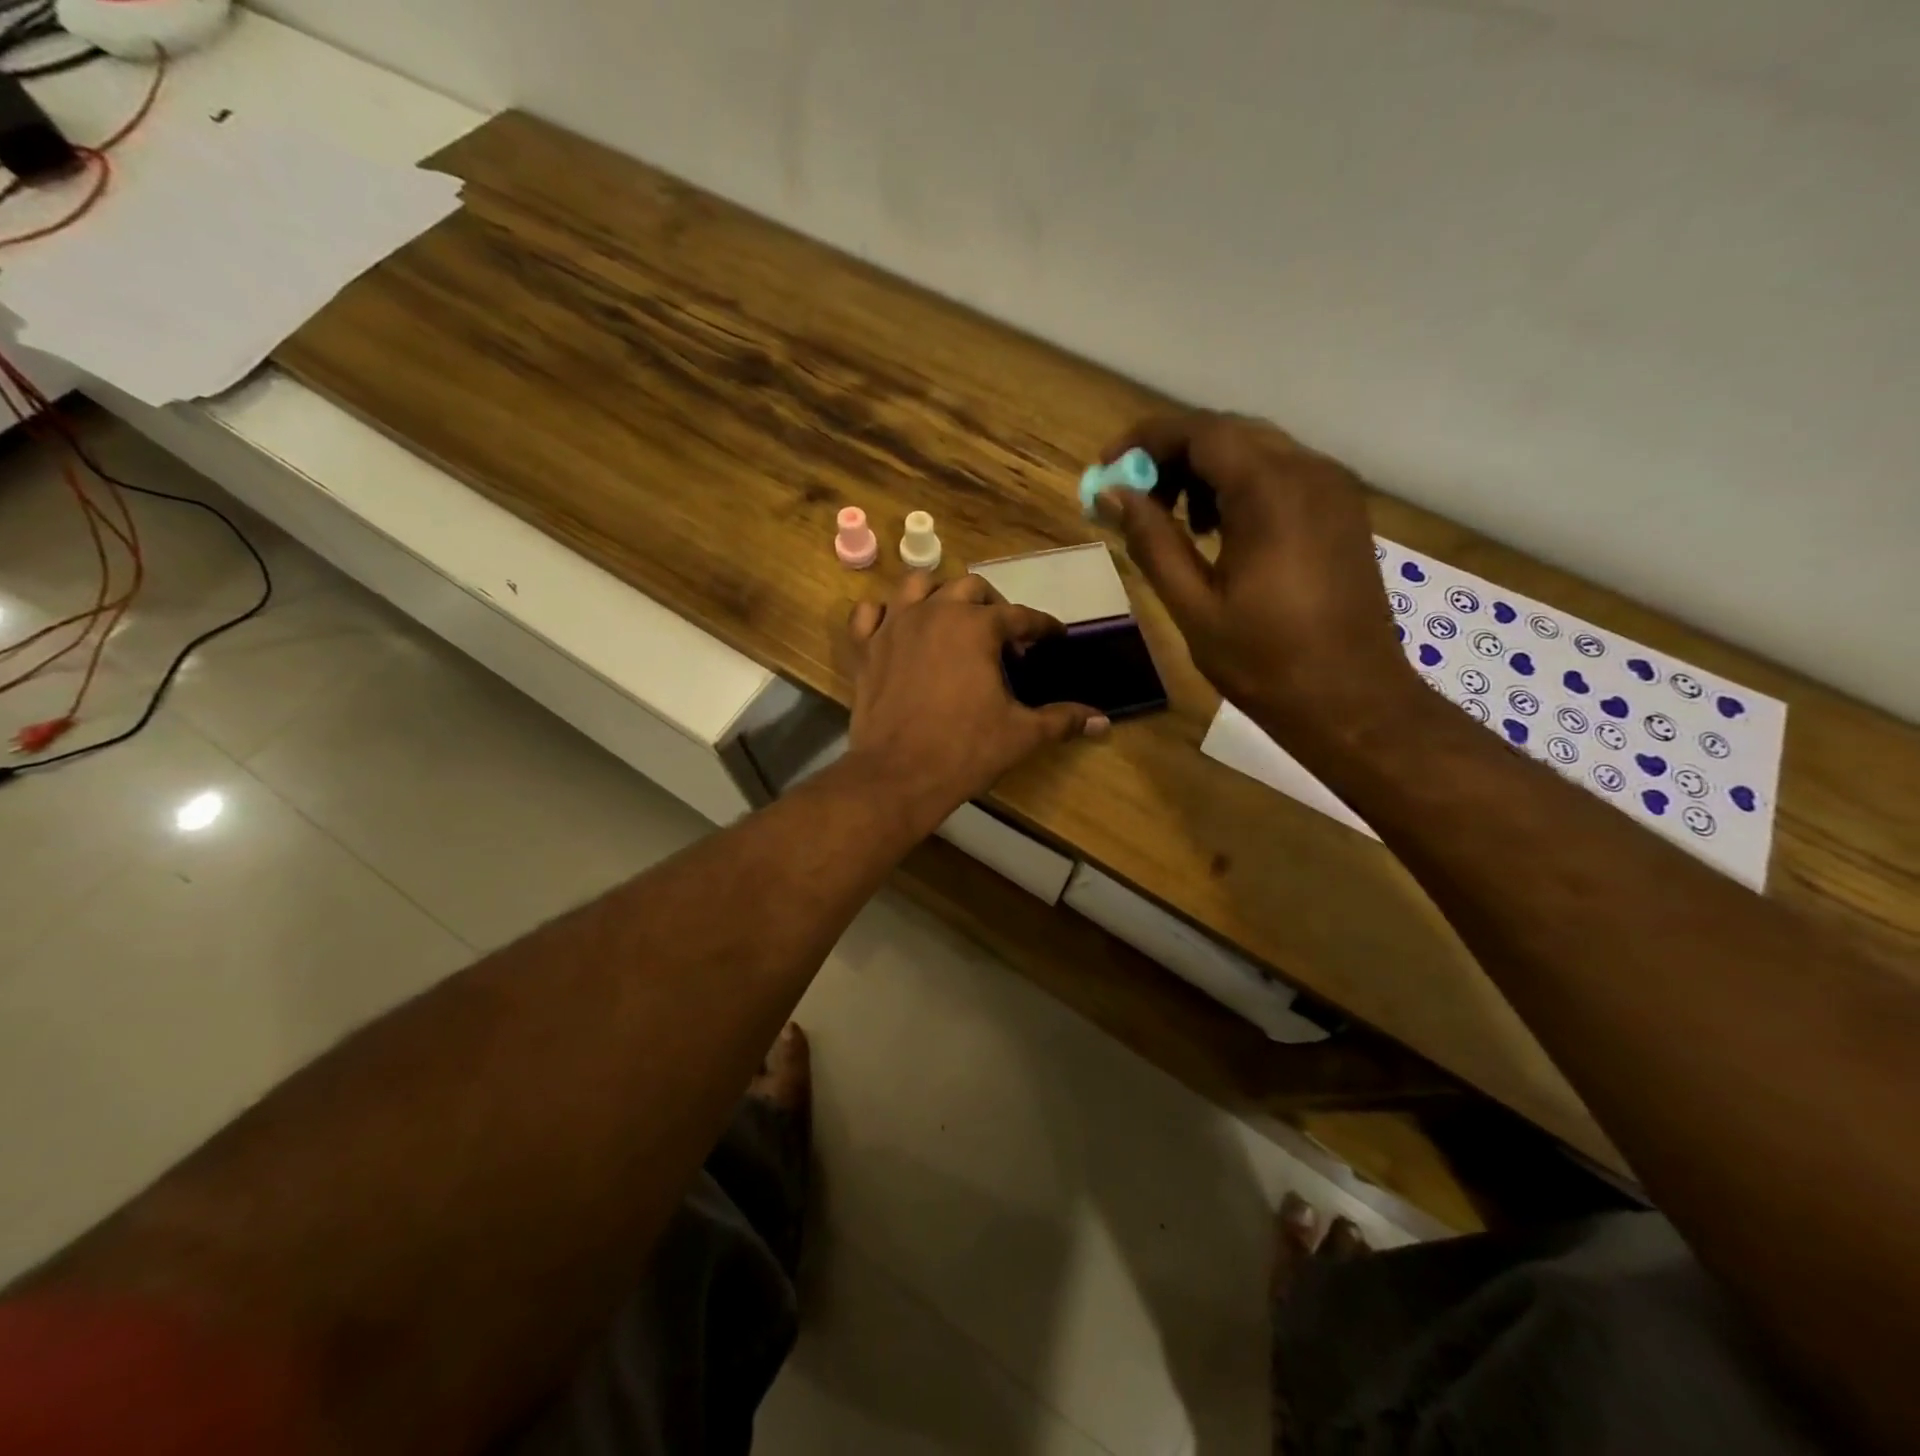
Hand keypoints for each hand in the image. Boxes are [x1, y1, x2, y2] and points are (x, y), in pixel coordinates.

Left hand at [844, 573, 1107, 821]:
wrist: (897, 776)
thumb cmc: (965, 750)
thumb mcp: (1021, 734)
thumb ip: (1062, 720)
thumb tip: (1103, 722)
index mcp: (977, 626)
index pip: (1020, 616)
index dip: (1042, 627)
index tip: (1053, 638)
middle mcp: (935, 612)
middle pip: (971, 588)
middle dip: (993, 607)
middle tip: (1003, 639)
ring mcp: (894, 626)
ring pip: (917, 585)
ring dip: (939, 595)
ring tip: (952, 621)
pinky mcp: (865, 647)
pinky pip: (869, 613)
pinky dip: (884, 614)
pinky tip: (897, 629)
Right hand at [1096, 412, 1419, 747]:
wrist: (1352, 701)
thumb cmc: (1265, 662)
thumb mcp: (1193, 606)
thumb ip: (1151, 541)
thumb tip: (1112, 493)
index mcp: (1271, 491)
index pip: (1199, 432)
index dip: (1145, 441)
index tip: (1106, 468)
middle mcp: (1310, 471)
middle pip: (1228, 433)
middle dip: (1172, 456)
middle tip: (1135, 500)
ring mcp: (1334, 488)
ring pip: (1256, 450)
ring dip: (1206, 471)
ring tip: (1176, 522)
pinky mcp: (1343, 510)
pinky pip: (1282, 475)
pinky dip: (1240, 487)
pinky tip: (1219, 532)